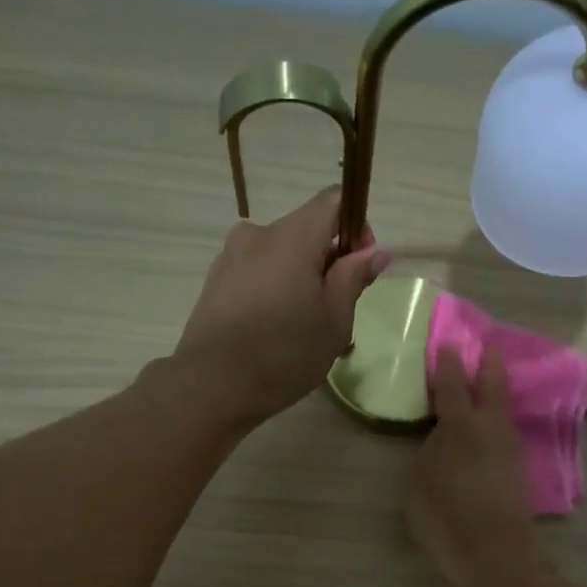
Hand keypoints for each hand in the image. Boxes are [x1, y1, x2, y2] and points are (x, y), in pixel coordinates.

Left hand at [174, 187, 388, 423]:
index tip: (359, 267)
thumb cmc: (285, 354)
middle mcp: (259, 234)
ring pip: (280, 253)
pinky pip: (257, 271)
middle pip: (306, 229)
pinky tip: (272, 329)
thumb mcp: (334, 321)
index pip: (333, 201)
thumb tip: (374, 251)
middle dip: (327, 259)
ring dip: (299, 276)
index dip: (355, 227)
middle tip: (334, 309)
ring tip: (301, 325)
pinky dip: (273, 288)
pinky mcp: (215, 279)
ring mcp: (231, 255)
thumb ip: (353, 278)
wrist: (213, 385)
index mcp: (293, 237)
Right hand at [406, 351, 543, 586]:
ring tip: (485, 387)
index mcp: (462, 427)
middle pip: (493, 386)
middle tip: (488, 346)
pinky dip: (496, 422)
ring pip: (504, 411)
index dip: (448, 363)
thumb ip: (430, 454)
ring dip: (495, 394)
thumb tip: (442, 441)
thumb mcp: (420, 484)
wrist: (497, 558)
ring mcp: (510, 449)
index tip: (448, 344)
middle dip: (489, 364)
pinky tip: (487, 430)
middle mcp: (492, 429)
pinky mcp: (519, 471)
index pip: (453, 384)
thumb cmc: (447, 520)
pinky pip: (505, 433)